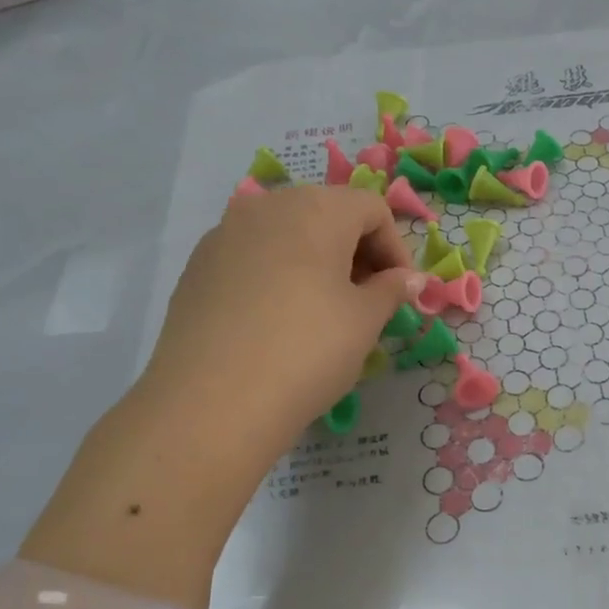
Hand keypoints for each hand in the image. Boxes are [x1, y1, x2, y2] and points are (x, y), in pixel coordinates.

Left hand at [138, 186, 424, 455]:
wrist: (212, 402)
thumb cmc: (308, 350)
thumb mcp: (365, 321)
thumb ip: (392, 290)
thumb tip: (410, 279)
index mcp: (316, 209)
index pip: (372, 209)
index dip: (396, 249)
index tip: (400, 292)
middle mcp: (267, 207)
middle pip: (327, 213)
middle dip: (357, 251)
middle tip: (368, 300)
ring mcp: (224, 233)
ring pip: (287, 233)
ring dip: (318, 261)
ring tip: (325, 311)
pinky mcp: (198, 267)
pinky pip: (253, 256)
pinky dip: (279, 274)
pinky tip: (280, 320)